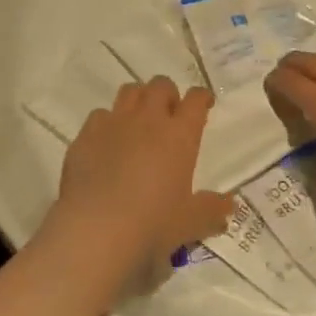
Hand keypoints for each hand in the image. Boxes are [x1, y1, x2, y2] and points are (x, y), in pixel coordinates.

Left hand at [45, 77, 234, 266]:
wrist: (95, 229)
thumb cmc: (152, 224)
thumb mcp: (191, 223)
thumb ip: (212, 210)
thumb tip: (229, 204)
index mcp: (179, 135)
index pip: (196, 100)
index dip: (202, 97)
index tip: (204, 104)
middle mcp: (147, 120)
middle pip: (160, 85)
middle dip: (168, 94)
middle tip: (169, 114)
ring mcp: (114, 123)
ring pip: (129, 91)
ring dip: (138, 100)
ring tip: (139, 121)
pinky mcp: (86, 135)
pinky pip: (99, 115)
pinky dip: (107, 123)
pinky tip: (107, 143)